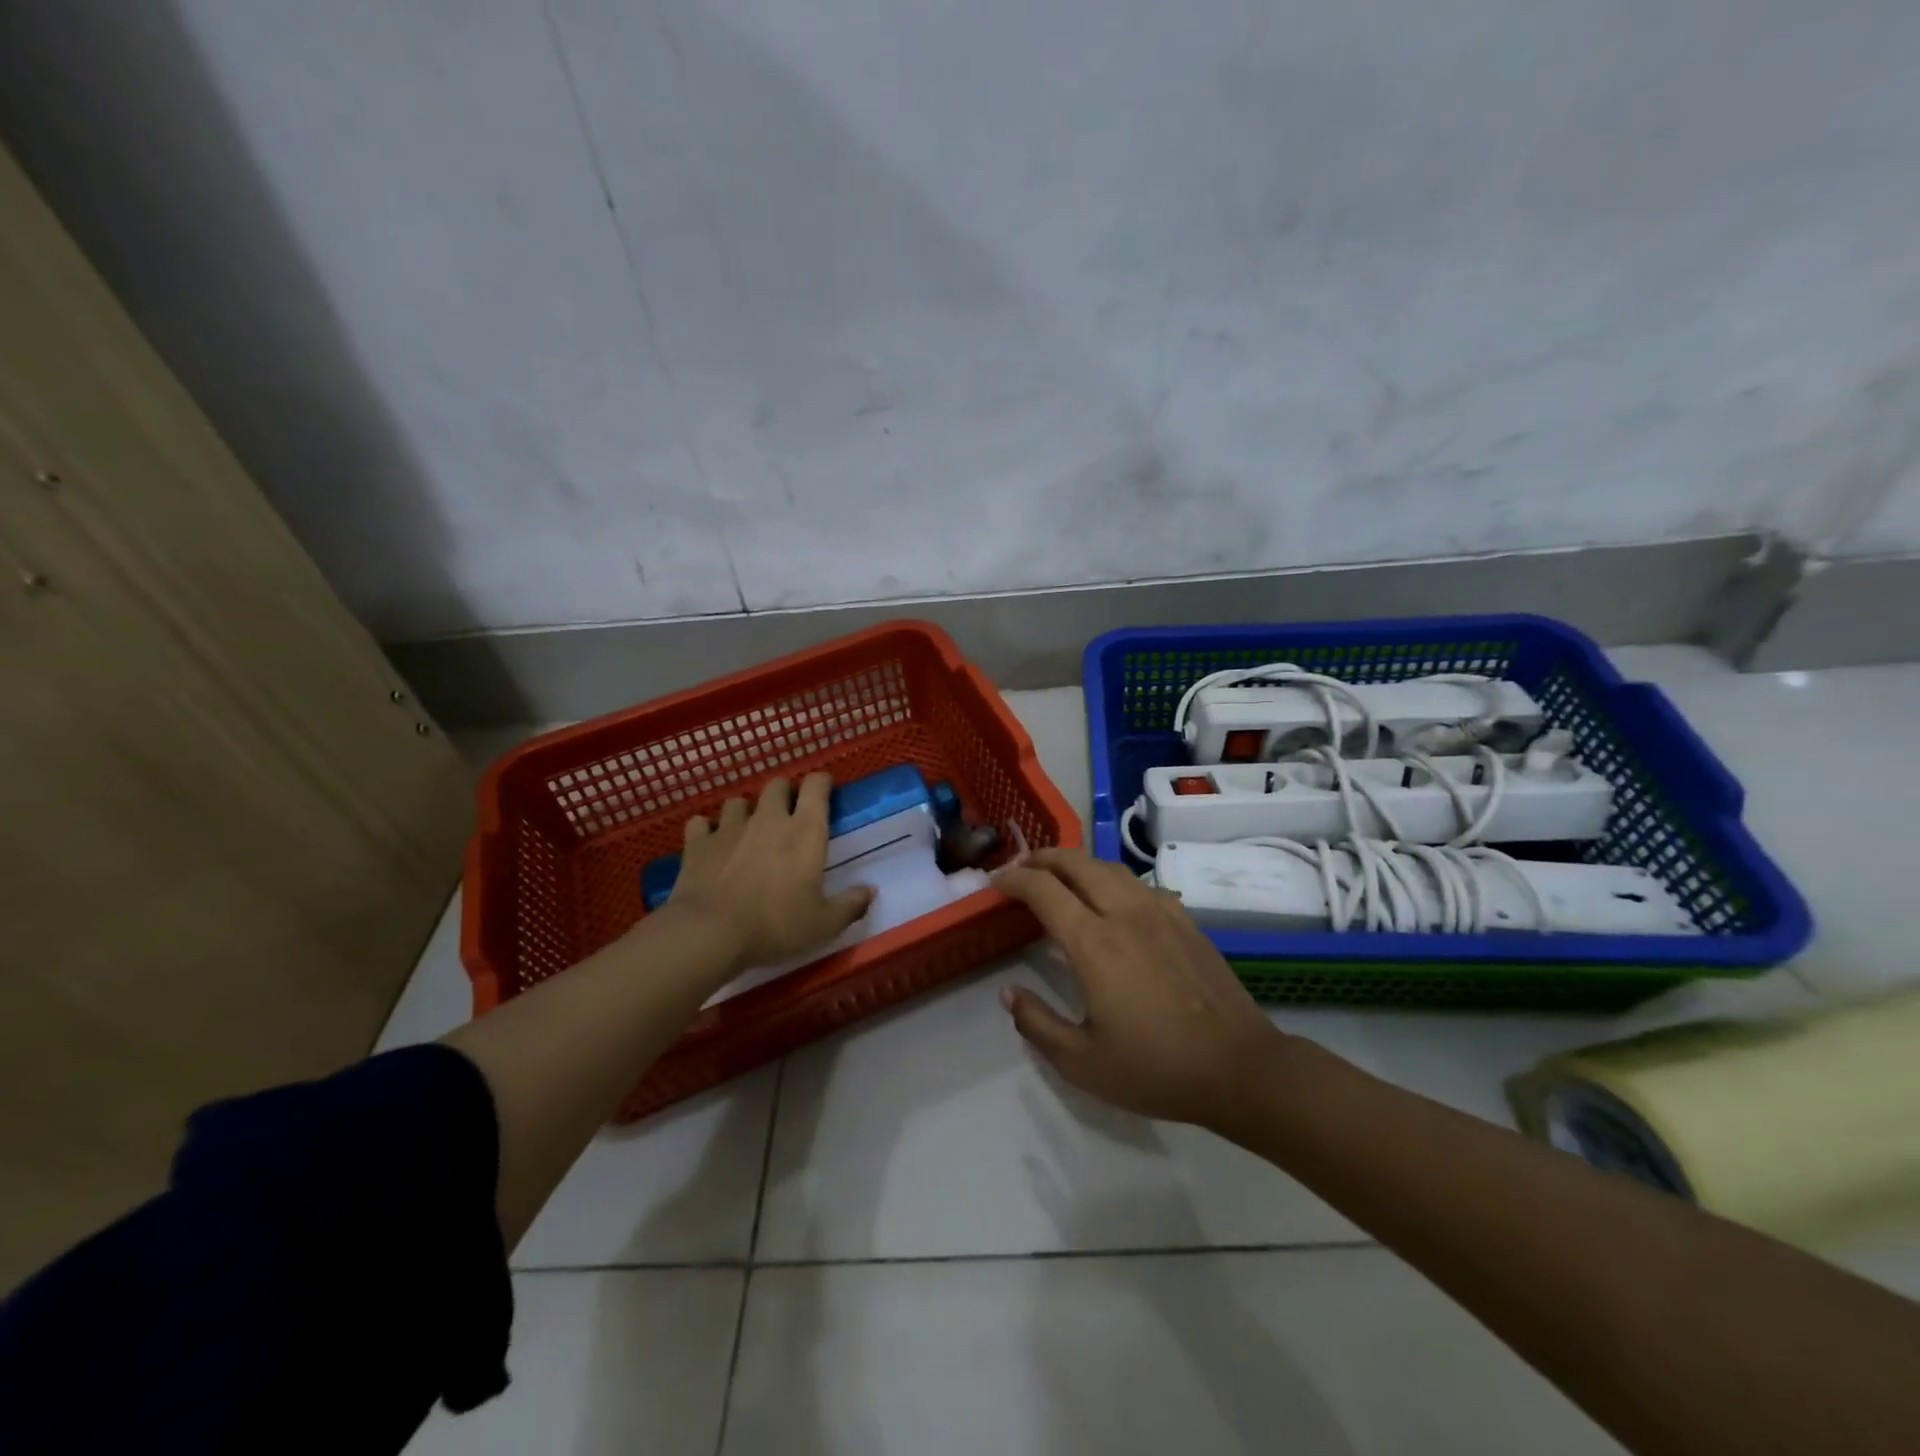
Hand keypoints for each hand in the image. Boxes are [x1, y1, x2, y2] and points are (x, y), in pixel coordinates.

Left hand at [666, 774, 873, 975]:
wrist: (709, 933)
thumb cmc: (776, 924)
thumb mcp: (823, 924)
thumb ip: (850, 905)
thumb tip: (870, 891)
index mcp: (805, 831)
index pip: (816, 786)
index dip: (822, 783)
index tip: (825, 793)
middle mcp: (769, 819)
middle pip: (777, 785)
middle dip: (785, 794)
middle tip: (789, 817)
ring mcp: (729, 828)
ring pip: (738, 802)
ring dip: (745, 812)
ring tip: (748, 832)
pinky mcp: (697, 843)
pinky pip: (701, 824)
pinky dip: (707, 831)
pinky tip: (711, 845)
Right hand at [994, 848, 1291, 1132]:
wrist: (1239, 1067)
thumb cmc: (1156, 1068)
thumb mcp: (1083, 1062)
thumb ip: (1037, 1024)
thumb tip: (1009, 994)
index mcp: (1094, 942)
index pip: (1043, 889)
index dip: (1014, 879)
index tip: (996, 881)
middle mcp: (1124, 913)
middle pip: (1076, 863)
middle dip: (1042, 858)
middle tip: (1021, 867)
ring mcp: (1160, 911)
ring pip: (1109, 867)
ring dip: (1077, 863)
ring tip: (1059, 875)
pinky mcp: (1185, 920)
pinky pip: (1139, 883)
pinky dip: (1112, 879)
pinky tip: (1112, 899)